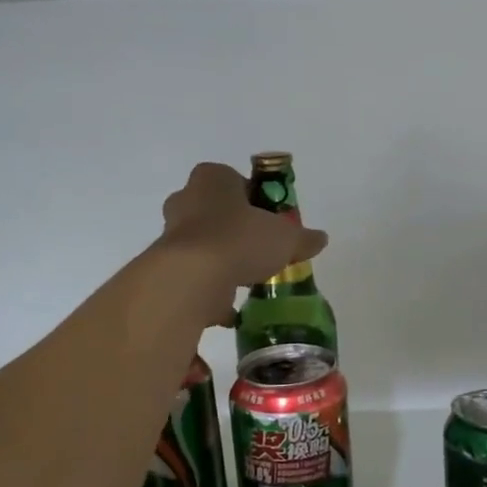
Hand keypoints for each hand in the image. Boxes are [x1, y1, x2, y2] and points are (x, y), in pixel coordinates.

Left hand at [155, 162, 327, 324]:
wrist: (192, 278)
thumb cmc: (239, 239)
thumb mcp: (285, 237)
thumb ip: (303, 237)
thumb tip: (320, 239)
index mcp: (212, 178)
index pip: (236, 181)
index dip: (257, 200)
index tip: (272, 221)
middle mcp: (186, 199)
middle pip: (218, 212)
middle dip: (238, 229)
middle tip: (262, 248)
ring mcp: (172, 235)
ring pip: (205, 244)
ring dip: (224, 259)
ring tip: (249, 278)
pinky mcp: (167, 268)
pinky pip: (195, 277)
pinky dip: (211, 290)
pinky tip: (232, 307)